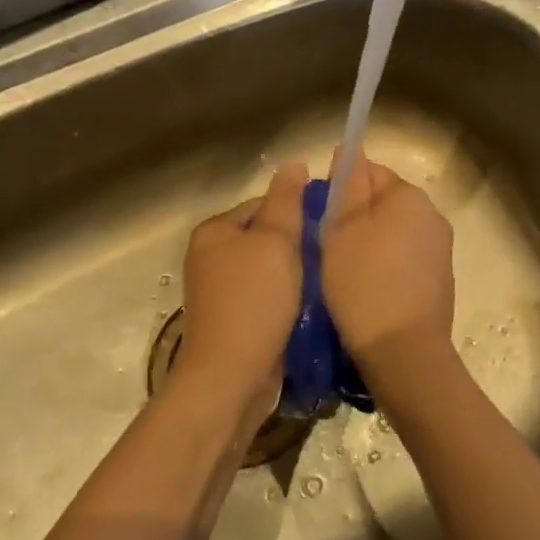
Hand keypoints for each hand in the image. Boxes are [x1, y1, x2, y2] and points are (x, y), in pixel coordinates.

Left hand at [177, 163, 308, 412]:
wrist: (231, 376)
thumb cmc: (254, 301)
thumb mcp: (276, 242)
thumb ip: (286, 202)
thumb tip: (293, 163)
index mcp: (214, 231)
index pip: (262, 205)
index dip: (297, 213)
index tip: (327, 229)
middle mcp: (210, 257)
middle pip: (266, 238)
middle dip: (298, 247)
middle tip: (330, 258)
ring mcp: (219, 292)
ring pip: (269, 270)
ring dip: (296, 277)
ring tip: (324, 283)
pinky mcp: (233, 321)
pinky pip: (266, 299)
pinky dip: (287, 301)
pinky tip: (309, 309)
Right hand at [321, 154, 454, 373]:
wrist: (403, 355)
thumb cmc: (364, 285)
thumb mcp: (341, 230)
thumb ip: (345, 187)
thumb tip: (349, 151)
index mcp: (410, 197)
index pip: (368, 171)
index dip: (339, 191)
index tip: (320, 219)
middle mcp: (432, 217)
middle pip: (381, 203)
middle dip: (353, 219)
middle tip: (326, 249)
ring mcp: (439, 252)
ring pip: (390, 234)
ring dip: (366, 245)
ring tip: (341, 274)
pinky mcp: (438, 282)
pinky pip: (402, 261)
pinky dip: (382, 269)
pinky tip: (364, 292)